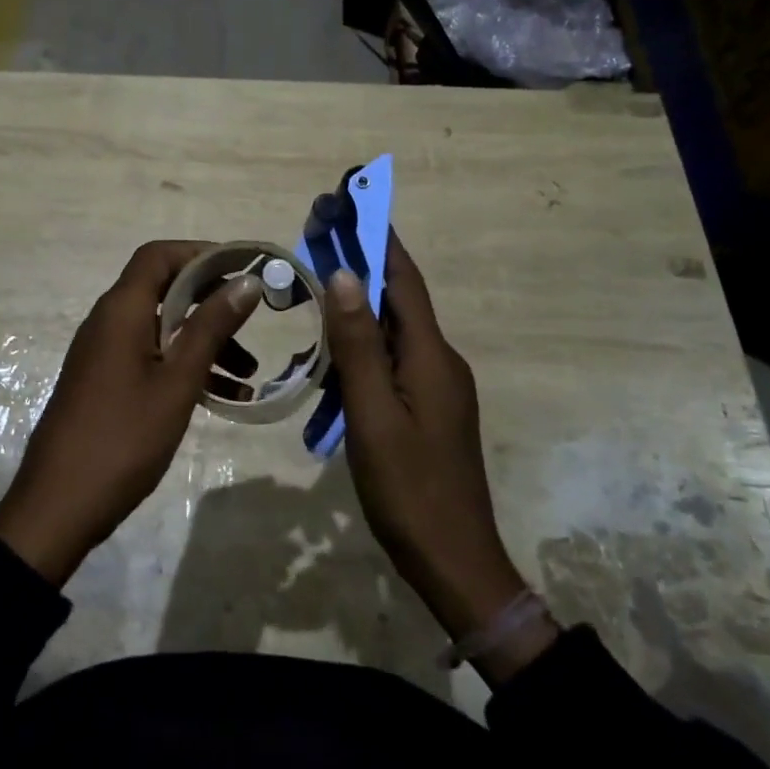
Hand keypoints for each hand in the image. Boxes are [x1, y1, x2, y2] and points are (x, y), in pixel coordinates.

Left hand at [0, 241, 260, 585]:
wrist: (58, 507)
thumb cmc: (123, 437)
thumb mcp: (177, 381)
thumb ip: (211, 328)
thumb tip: (246, 283)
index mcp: (121, 310)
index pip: (159, 256)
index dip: (200, 253)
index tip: (242, 268)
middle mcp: (109, 321)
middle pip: (164, 289)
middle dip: (211, 300)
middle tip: (253, 317)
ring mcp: (105, 353)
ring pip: (163, 328)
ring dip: (204, 341)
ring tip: (249, 372)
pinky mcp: (105, 382)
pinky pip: (152, 358)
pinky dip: (185, 367)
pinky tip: (223, 397)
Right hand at [325, 234, 559, 683]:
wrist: (456, 565)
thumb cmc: (409, 490)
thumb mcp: (372, 415)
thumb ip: (358, 345)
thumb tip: (345, 275)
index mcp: (431, 356)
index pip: (403, 281)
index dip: (379, 240)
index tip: (353, 203)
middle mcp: (440, 361)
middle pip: (396, 304)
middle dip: (358, 273)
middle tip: (317, 248)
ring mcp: (438, 387)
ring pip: (390, 338)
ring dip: (354, 320)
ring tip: (313, 311)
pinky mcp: (430, 410)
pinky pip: (392, 367)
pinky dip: (361, 357)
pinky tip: (331, 373)